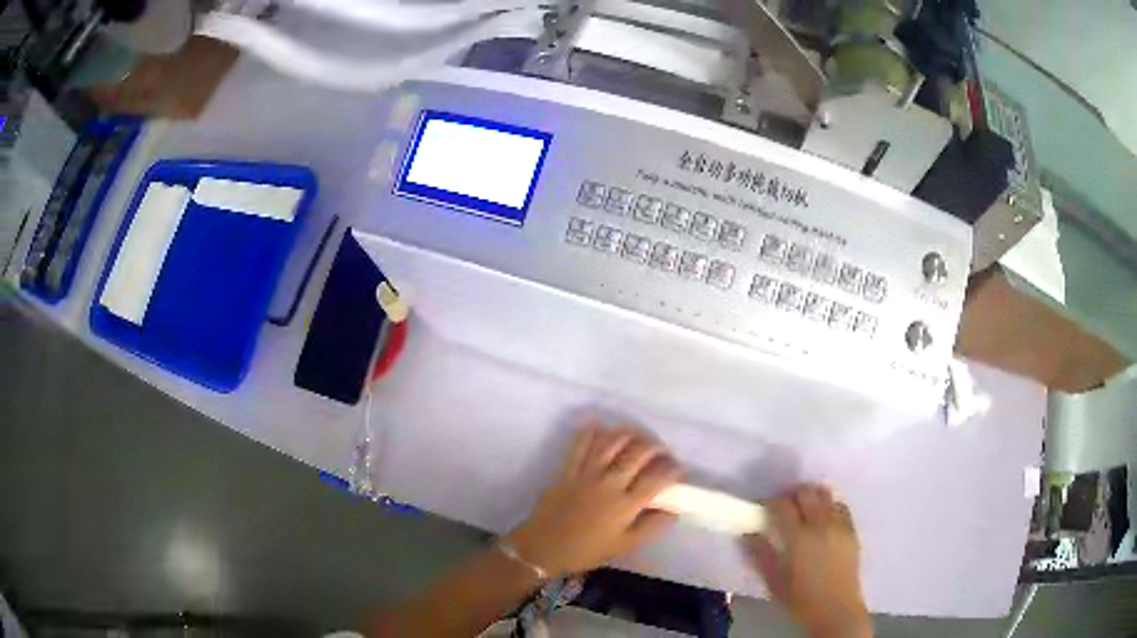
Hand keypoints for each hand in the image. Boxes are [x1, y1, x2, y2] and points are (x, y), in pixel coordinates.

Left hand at [505, 422, 682, 578]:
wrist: (543, 548)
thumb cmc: (586, 551)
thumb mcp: (624, 546)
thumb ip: (651, 527)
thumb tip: (673, 510)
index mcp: (625, 505)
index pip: (656, 479)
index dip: (672, 470)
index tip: (678, 469)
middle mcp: (609, 484)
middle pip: (637, 455)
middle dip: (655, 447)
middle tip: (661, 450)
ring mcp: (586, 474)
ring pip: (611, 444)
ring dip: (628, 434)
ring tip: (638, 433)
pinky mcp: (567, 470)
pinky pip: (579, 446)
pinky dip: (589, 431)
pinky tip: (597, 421)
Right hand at [744, 484, 871, 637]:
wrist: (836, 609)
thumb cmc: (800, 599)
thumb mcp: (773, 581)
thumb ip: (760, 555)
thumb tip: (747, 534)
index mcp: (798, 538)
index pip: (782, 506)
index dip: (771, 502)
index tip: (764, 508)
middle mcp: (820, 525)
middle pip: (806, 493)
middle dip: (793, 494)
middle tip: (784, 505)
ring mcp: (839, 525)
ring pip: (826, 495)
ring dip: (813, 496)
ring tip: (805, 508)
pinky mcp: (852, 530)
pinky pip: (841, 506)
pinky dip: (830, 505)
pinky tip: (824, 517)